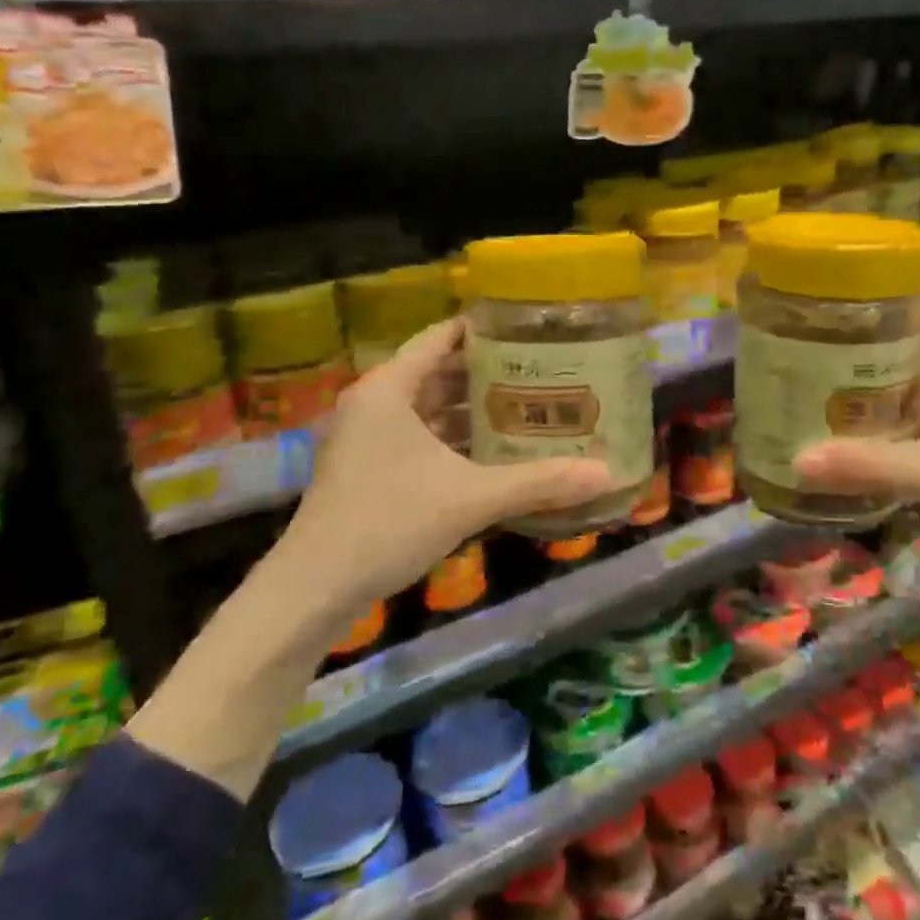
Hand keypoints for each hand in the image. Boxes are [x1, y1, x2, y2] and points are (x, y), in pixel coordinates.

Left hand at [274, 318, 612, 628]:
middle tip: (542, 370)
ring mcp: (367, 438)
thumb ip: (538, 482)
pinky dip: (454, 438)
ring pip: (430, 408)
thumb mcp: (470, 499)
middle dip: (488, 373)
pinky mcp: (368, 468)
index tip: (530, 329)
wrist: (312, 590)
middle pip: (439, 371)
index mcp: (389, 389)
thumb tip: (606, 474)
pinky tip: (493, 453)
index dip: (485, 329)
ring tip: (528, 407)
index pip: (442, 337)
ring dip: (472, 409)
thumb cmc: (387, 523)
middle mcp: (375, 403)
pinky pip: (420, 436)